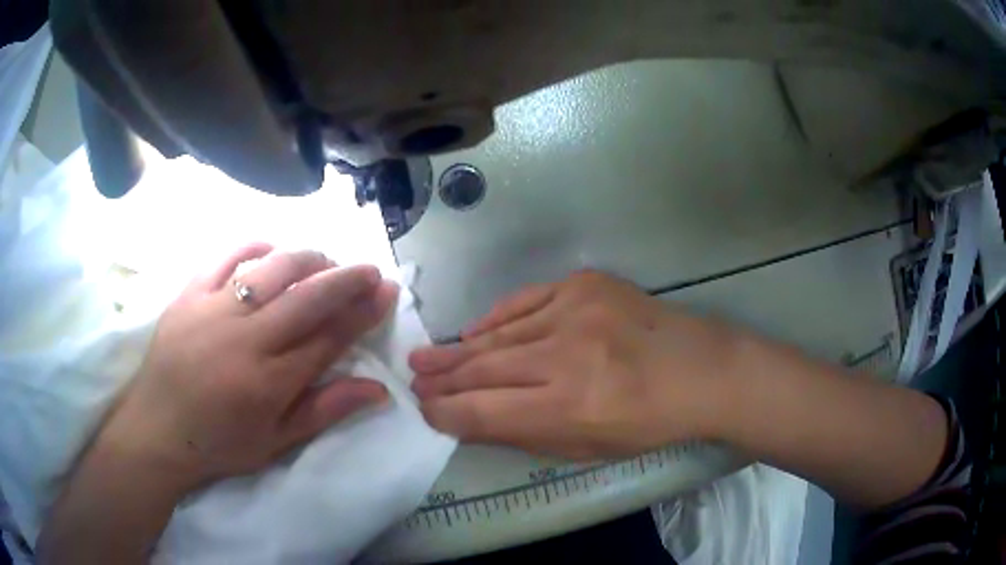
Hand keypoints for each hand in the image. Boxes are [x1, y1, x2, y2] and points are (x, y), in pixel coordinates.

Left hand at [98, 243, 397, 491]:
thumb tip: (379, 390)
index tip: (385, 292)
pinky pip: (226, 257)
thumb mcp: (276, 442)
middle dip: (346, 278)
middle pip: (306, 297)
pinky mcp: (190, 294)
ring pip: (271, 269)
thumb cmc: (219, 444)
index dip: (362, 312)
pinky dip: (255, 247)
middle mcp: (245, 339)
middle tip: (370, 269)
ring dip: (307, 259)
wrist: (157, 430)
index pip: (327, 338)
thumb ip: (325, 411)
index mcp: (268, 382)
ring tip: (326, 262)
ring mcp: (213, 310)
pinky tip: (272, 251)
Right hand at [409, 271, 739, 459]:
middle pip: (485, 368)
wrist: (701, 370)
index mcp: (569, 406)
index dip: (447, 412)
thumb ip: (526, 435)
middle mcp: (566, 355)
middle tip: (412, 379)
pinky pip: (524, 301)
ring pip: (499, 333)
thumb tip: (471, 420)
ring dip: (458, 349)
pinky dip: (495, 319)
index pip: (485, 411)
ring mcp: (576, 311)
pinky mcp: (585, 285)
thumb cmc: (649, 422)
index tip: (424, 410)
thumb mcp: (588, 448)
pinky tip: (473, 332)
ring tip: (425, 357)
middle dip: (443, 378)